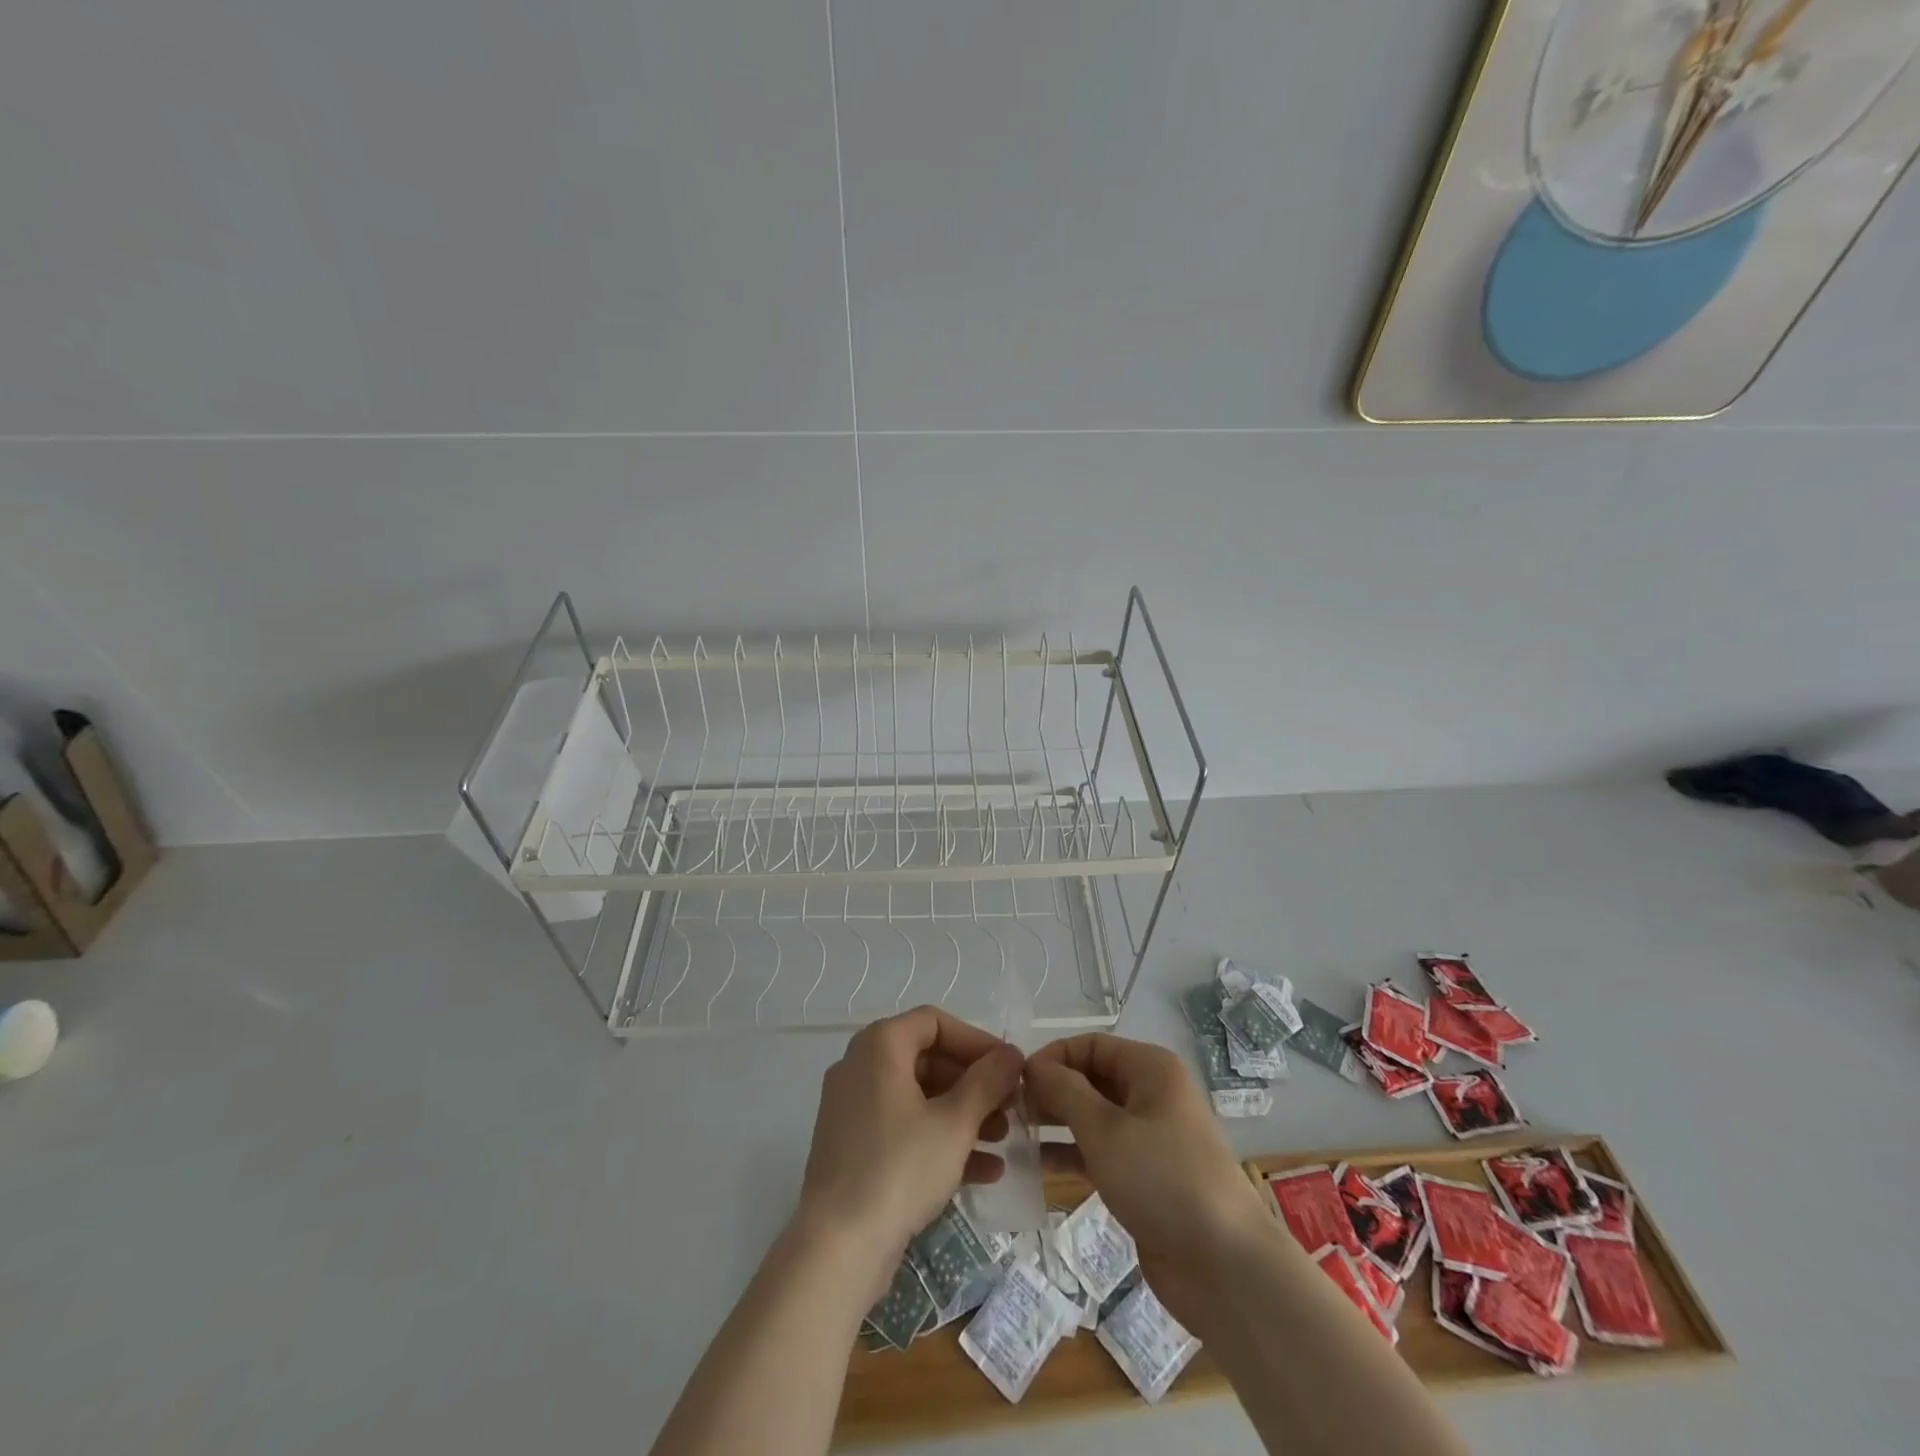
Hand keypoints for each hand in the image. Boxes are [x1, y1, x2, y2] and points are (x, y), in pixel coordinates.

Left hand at [797, 1006, 1022, 1275]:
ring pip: (918, 1097)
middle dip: (973, 1083)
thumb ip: (987, 1082)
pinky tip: (983, 1172)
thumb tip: (1010, 1054)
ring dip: (964, 1114)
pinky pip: (903, 1129)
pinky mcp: (853, 1148)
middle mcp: (860, 1067)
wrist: (837, 1249)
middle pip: (927, 1059)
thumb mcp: (955, 1122)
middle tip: (1010, 1106)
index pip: (934, 1022)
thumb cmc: (900, 1169)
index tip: (1007, 1067)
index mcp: (879, 1046)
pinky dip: (939, 1140)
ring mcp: (853, 1109)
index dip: (976, 1041)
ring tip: (1003, 1139)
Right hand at [1026, 1033, 1277, 1328]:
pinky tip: (1038, 1165)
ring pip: (1094, 1116)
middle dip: (1052, 1090)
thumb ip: (1064, 1091)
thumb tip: (1033, 1065)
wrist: (1225, 1266)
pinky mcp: (1146, 1176)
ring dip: (1057, 1123)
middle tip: (1011, 1111)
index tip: (1015, 1082)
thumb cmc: (1162, 1180)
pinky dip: (1073, 1153)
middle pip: (1092, 1078)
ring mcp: (1151, 1136)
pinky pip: (1102, 1151)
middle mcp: (1152, 1094)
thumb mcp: (1105, 1130)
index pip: (1091, 1045)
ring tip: (1016, 1136)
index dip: (1053, 1057)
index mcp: (1151, 1069)